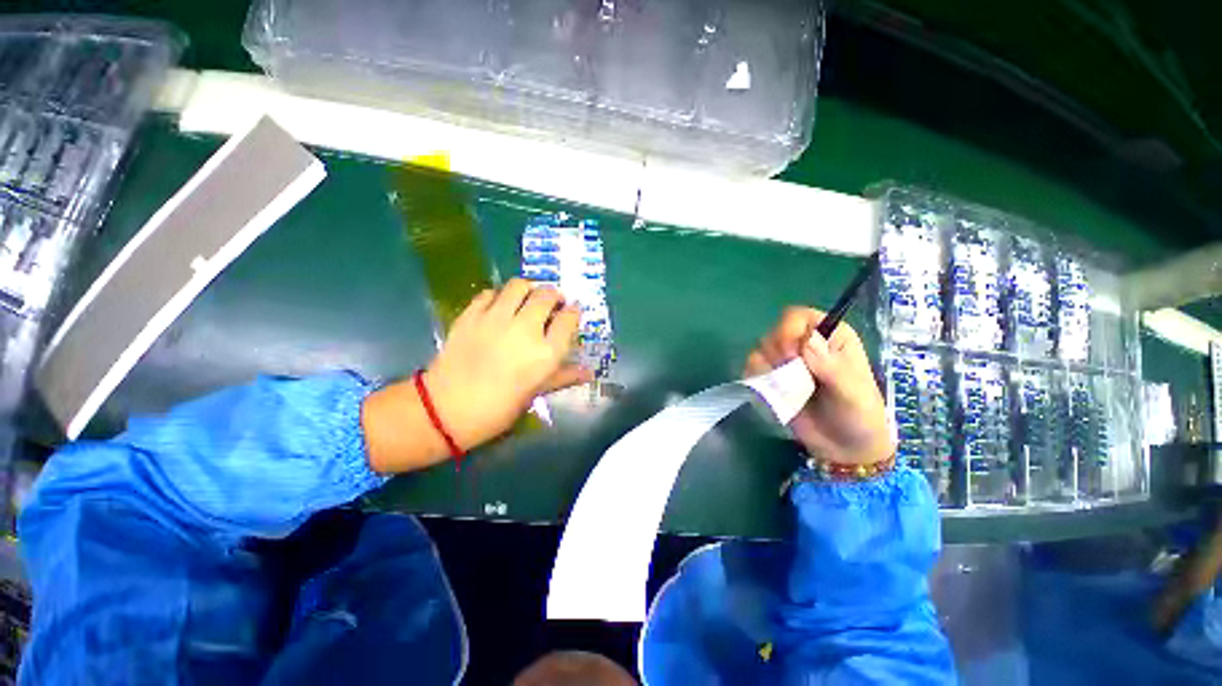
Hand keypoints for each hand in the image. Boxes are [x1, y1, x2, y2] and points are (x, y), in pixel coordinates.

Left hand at [424, 279, 592, 449]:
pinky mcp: (471, 315)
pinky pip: (490, 293)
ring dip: (529, 289)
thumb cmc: (499, 408)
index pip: (569, 318)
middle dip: (554, 296)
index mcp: (546, 353)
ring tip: (528, 299)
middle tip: (552, 303)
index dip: (573, 312)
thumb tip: (589, 372)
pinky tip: (499, 306)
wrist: (446, 410)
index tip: (571, 312)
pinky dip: (499, 295)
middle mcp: (525, 329)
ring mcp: (496, 319)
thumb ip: (564, 376)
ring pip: (519, 286)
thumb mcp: (535, 393)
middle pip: (547, 295)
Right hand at [745, 307, 892, 465]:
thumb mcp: (853, 393)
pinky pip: (752, 368)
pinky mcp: (771, 378)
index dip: (788, 331)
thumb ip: (832, 368)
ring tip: (784, 388)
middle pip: (774, 331)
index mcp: (830, 337)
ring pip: (760, 349)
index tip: (791, 355)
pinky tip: (772, 392)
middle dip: (777, 352)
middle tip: (789, 375)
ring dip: (766, 367)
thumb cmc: (858, 416)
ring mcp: (786, 362)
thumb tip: (806, 341)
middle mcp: (805, 344)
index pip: (798, 316)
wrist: (844, 449)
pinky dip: (756, 378)